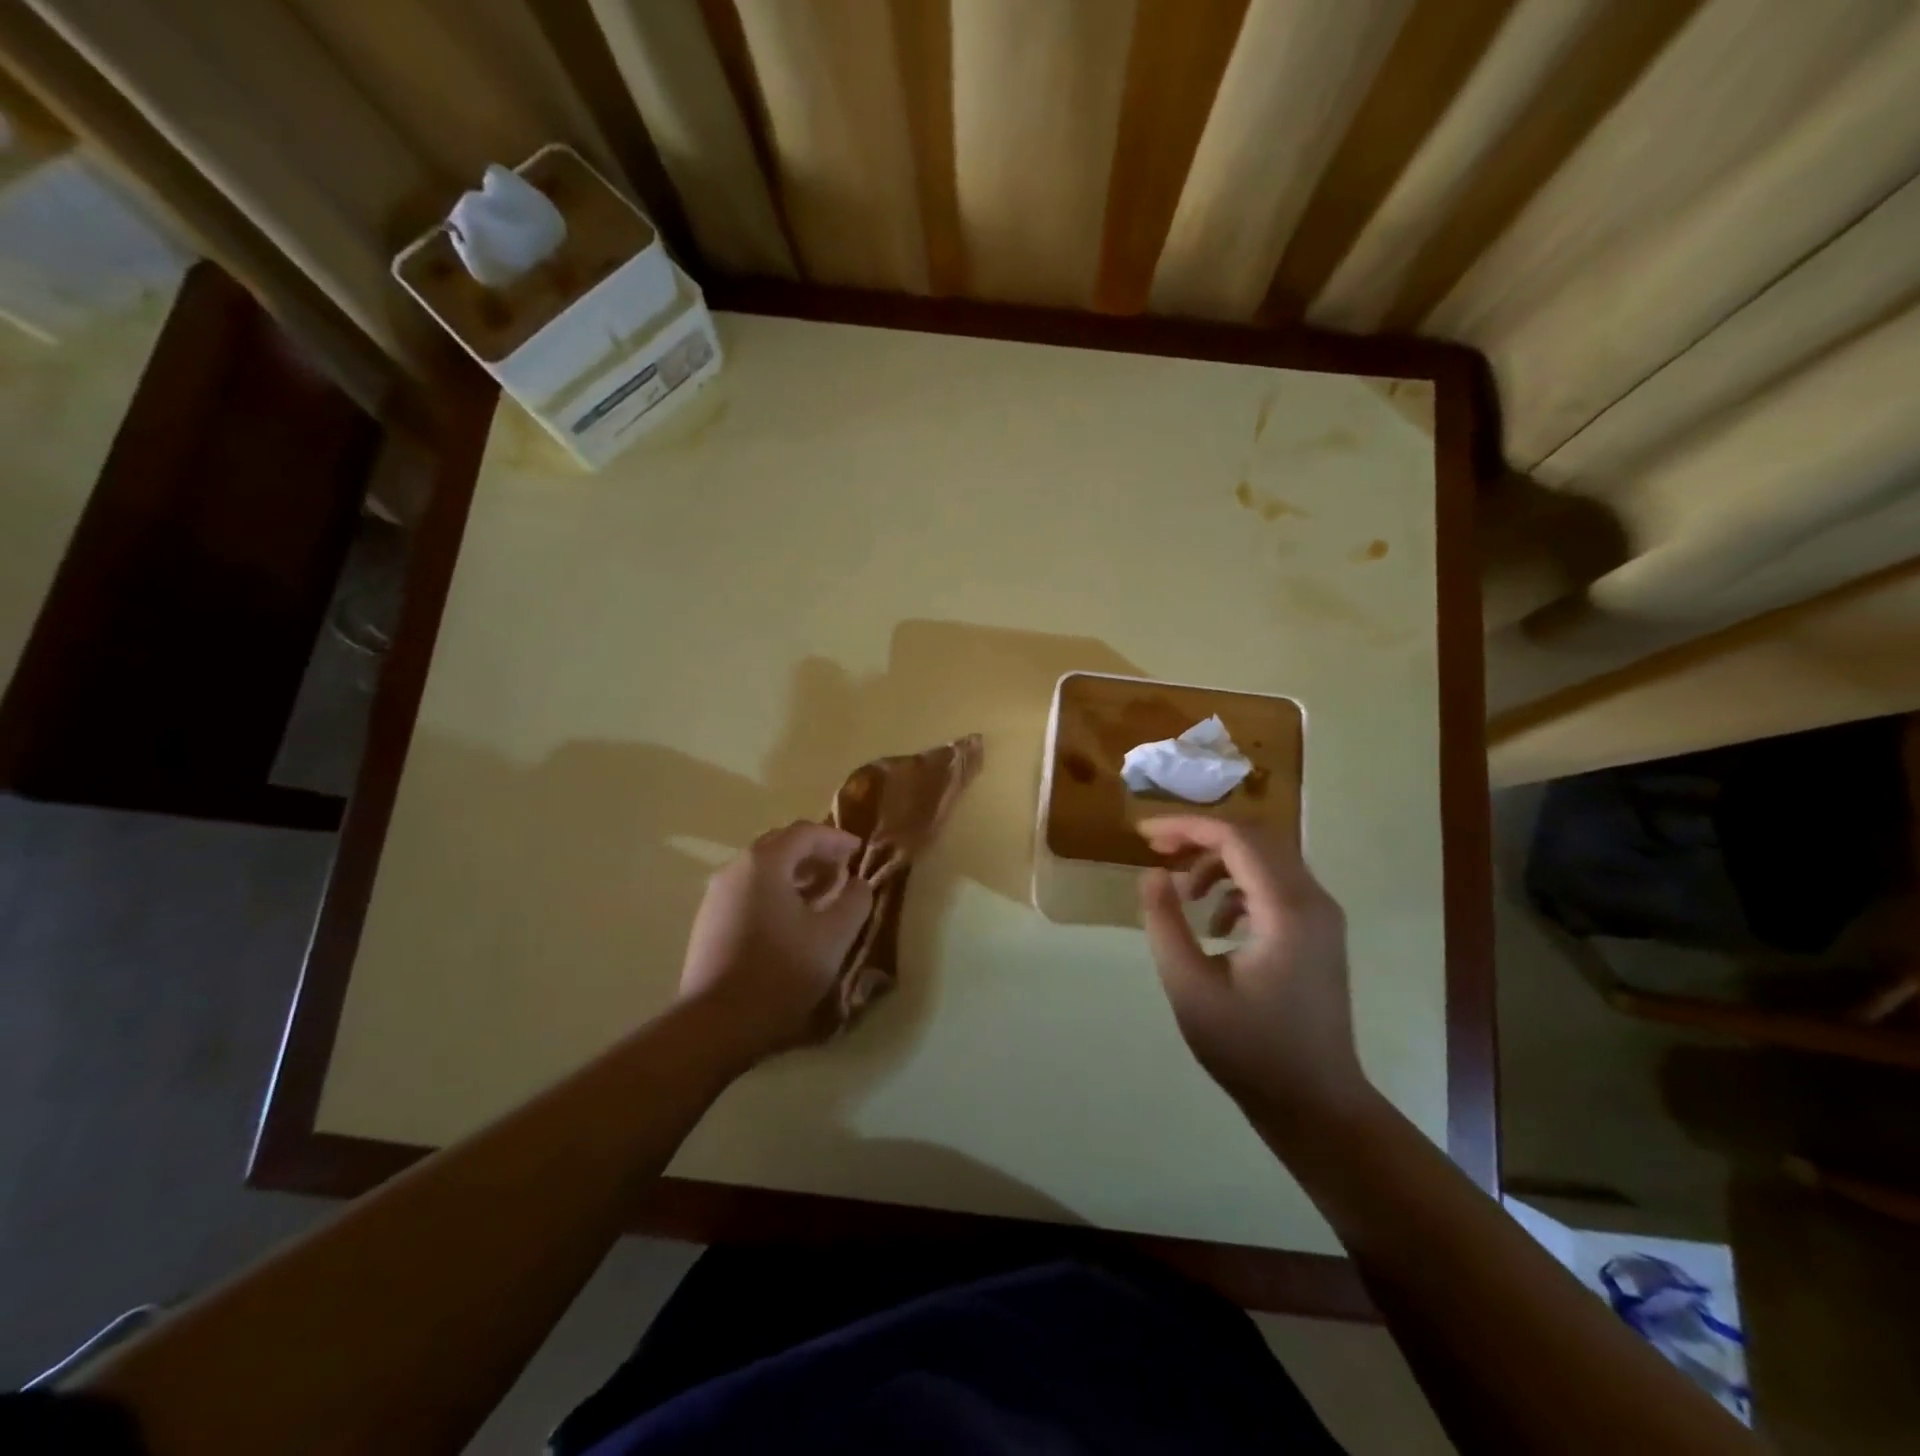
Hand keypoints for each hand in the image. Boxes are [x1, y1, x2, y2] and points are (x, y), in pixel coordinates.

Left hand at [679, 822, 874, 1060]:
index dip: (836, 838)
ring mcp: (716, 897)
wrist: (715, 1025)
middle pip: (780, 846)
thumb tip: (858, 884)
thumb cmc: (780, 972)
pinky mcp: (708, 924)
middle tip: (841, 871)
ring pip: (762, 871)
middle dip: (814, 854)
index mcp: (764, 863)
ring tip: (821, 897)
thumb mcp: (833, 936)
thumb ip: (854, 901)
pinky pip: (748, 893)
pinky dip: (775, 893)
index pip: (804, 832)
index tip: (859, 851)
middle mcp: (735, 870)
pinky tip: (791, 922)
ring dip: (795, 875)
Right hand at [1137, 816, 1370, 1124]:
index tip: (1143, 835)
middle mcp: (1313, 901)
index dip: (1186, 827)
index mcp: (1287, 910)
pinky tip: (1214, 924)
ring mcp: (1322, 918)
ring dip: (1220, 862)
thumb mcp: (1190, 987)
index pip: (1236, 839)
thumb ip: (1165, 923)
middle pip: (1255, 839)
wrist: (1316, 1104)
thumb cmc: (1249, 1049)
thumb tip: (1153, 874)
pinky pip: (1276, 886)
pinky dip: (1239, 886)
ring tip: (1182, 892)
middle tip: (1156, 850)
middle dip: (1201, 837)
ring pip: (1267, 859)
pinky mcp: (1318, 934)